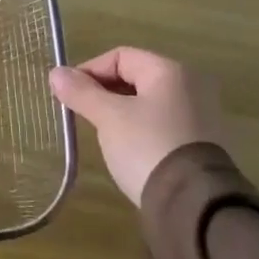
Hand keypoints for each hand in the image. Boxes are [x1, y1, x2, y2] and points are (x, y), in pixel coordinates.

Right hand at [49, 47, 224, 206]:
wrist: (194, 203)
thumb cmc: (148, 147)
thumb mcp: (108, 117)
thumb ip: (82, 92)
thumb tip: (56, 73)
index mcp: (170, 71)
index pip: (120, 56)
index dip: (89, 70)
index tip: (68, 93)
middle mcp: (191, 85)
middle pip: (136, 76)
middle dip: (103, 91)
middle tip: (80, 112)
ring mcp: (201, 114)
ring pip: (148, 101)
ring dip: (120, 110)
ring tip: (99, 131)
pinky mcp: (203, 141)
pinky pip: (162, 121)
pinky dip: (140, 126)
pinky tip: (126, 147)